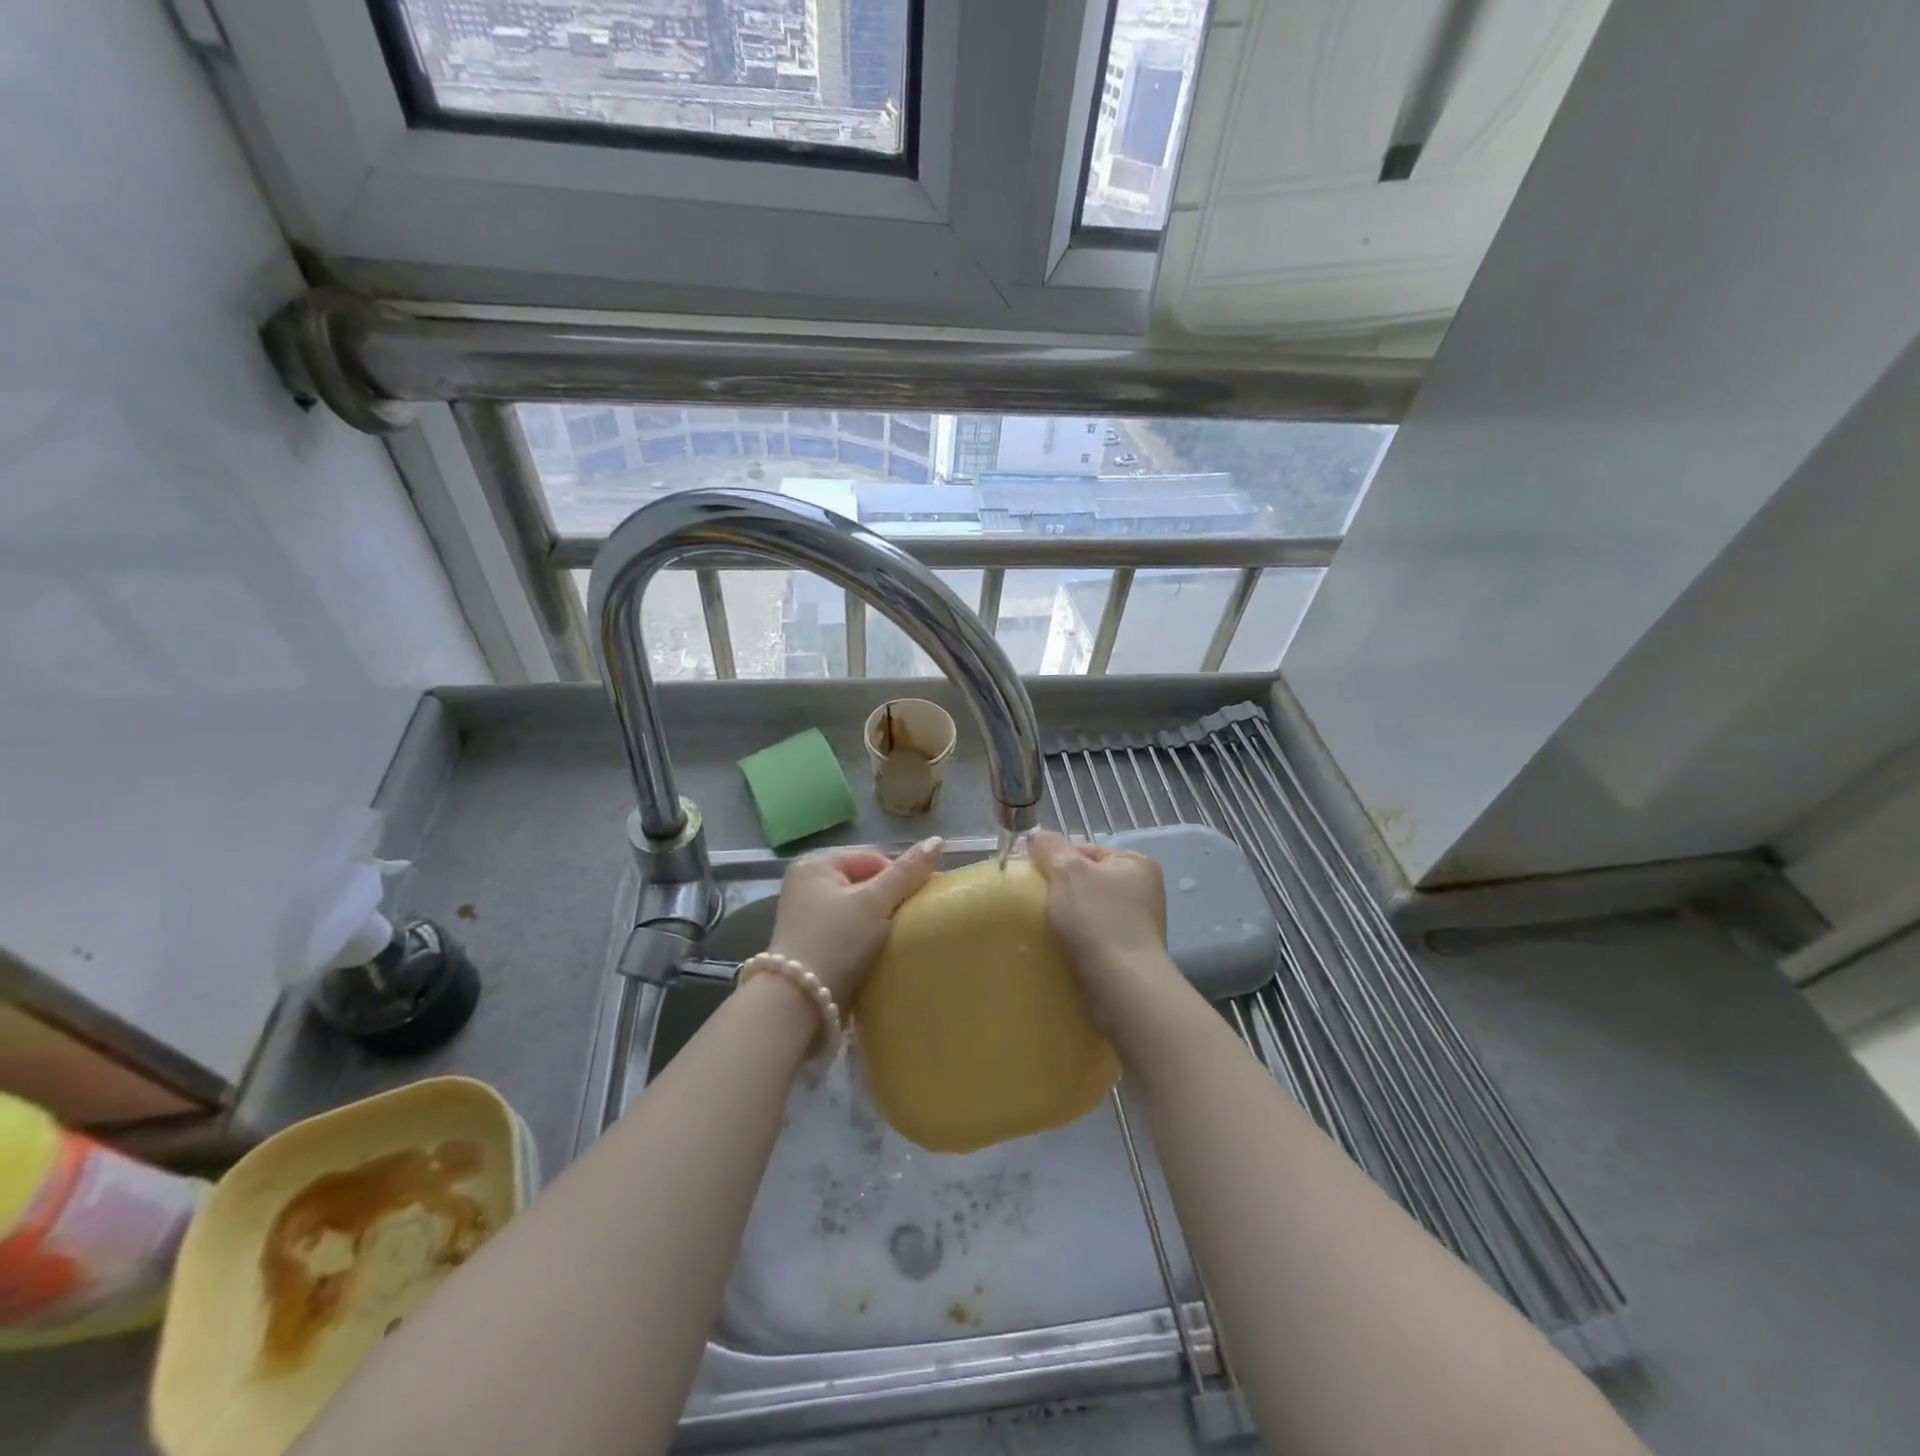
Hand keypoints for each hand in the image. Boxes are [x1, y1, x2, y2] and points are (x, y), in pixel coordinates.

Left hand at [766, 837, 943, 1002]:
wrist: (799, 1004)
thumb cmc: (836, 942)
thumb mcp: (874, 902)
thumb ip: (907, 872)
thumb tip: (938, 840)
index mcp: (815, 865)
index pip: (872, 858)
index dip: (898, 877)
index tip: (916, 903)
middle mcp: (807, 885)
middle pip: (866, 882)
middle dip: (889, 901)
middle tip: (908, 923)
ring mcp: (808, 917)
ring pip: (860, 909)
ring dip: (880, 922)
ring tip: (896, 939)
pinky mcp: (813, 945)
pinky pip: (850, 931)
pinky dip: (867, 939)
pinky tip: (879, 953)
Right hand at [1027, 829, 1178, 1035]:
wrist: (1121, 987)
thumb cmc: (1097, 921)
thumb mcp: (1068, 872)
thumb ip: (1050, 848)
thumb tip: (1035, 836)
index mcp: (1135, 863)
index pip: (1086, 849)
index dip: (1056, 859)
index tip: (1032, 875)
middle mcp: (1142, 891)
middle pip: (1086, 880)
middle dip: (1060, 890)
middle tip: (1034, 902)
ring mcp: (1138, 925)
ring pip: (1087, 911)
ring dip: (1065, 918)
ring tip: (1043, 928)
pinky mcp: (1128, 955)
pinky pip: (1092, 938)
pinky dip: (1075, 940)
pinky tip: (1058, 947)